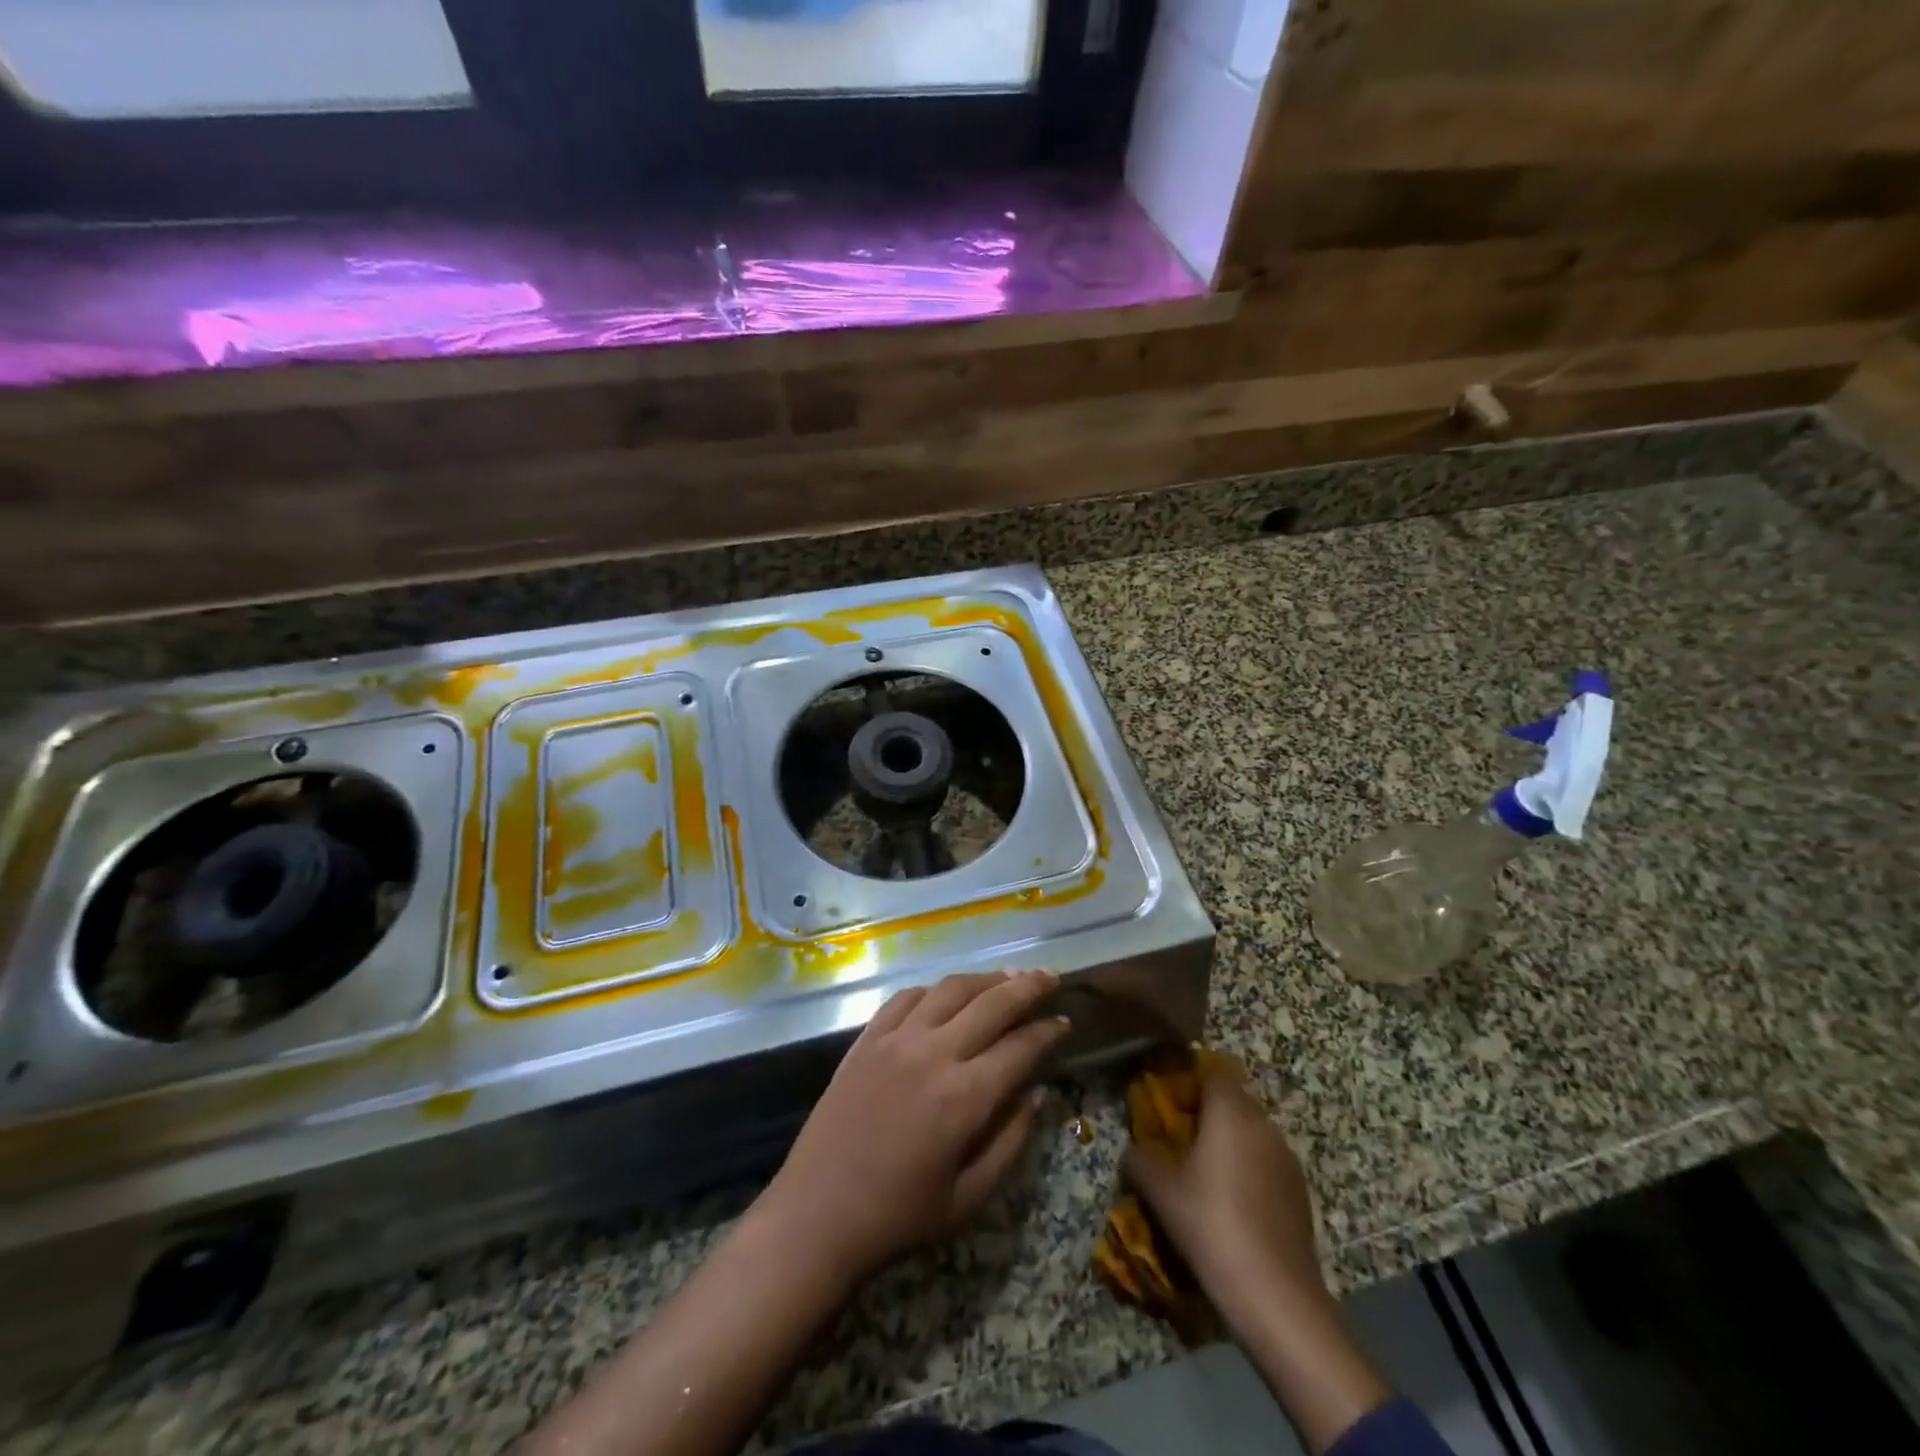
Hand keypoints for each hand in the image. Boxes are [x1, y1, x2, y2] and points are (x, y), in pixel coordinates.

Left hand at [760, 970, 1069, 1285]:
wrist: (818, 1213)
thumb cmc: (899, 1216)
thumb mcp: (969, 1197)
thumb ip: (1010, 1141)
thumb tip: (1038, 1094)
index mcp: (964, 1097)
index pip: (1020, 1048)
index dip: (1047, 1032)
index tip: (1065, 1023)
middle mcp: (934, 1053)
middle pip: (991, 1003)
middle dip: (1028, 987)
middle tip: (1050, 977)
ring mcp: (896, 1040)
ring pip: (950, 989)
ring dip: (984, 979)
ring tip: (1007, 976)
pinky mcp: (867, 1038)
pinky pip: (906, 998)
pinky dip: (934, 989)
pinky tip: (946, 993)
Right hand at [1126, 1063, 1391, 1454]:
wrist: (1277, 1297)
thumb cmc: (1212, 1226)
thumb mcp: (1161, 1192)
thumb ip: (1141, 1159)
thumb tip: (1135, 1149)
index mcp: (1231, 1112)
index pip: (1212, 1072)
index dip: (1189, 1082)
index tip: (1168, 1104)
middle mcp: (1263, 1125)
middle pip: (1233, 1101)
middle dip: (1207, 1114)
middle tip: (1179, 1140)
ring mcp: (1287, 1159)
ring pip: (1252, 1133)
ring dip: (1229, 1143)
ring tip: (1204, 1175)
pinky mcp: (1300, 1192)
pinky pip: (1267, 1163)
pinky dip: (1248, 1170)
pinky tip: (1232, 1204)